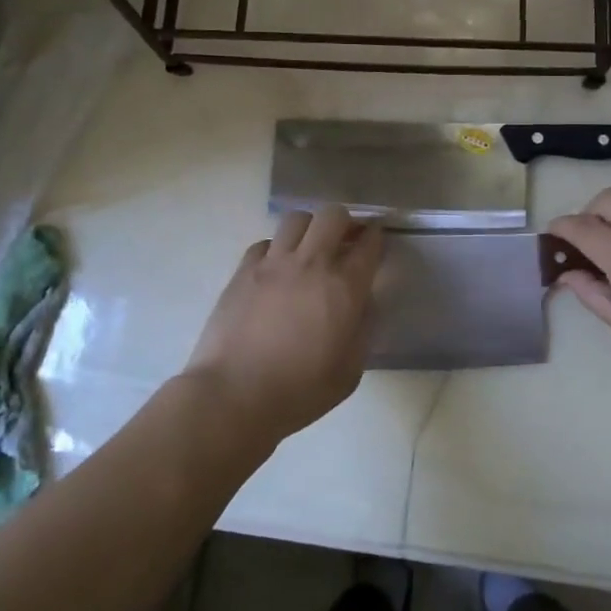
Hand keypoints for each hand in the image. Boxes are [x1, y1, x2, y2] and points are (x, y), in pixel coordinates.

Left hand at [185, 206, 384, 440]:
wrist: (234, 395)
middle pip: (333, 215)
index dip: (376, 236)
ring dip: (310, 228)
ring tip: (309, 247)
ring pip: (297, 219)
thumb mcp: (349, 372)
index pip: (368, 244)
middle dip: (345, 222)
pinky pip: (265, 242)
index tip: (376, 239)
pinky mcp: (243, 270)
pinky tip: (276, 268)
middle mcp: (311, 264)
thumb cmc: (299, 392)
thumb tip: (364, 303)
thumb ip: (363, 330)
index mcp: (344, 288)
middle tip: (345, 240)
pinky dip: (276, 248)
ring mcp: (273, 263)